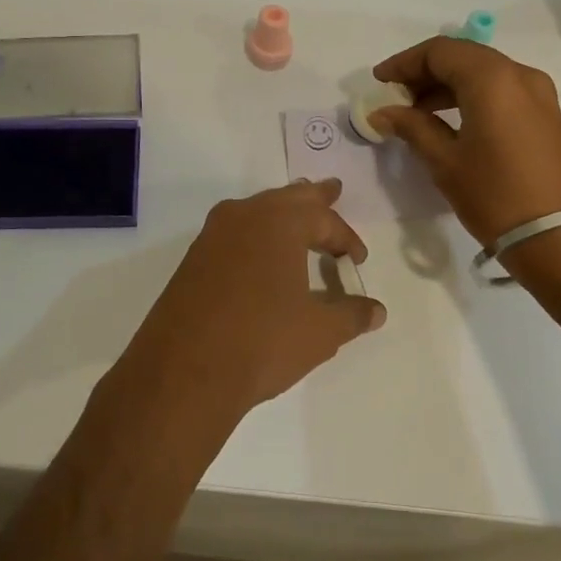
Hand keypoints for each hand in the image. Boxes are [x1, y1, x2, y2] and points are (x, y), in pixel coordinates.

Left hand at [121, 179, 386, 423]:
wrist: (184, 370)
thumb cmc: (262, 340)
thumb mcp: (320, 331)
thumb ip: (351, 315)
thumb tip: (376, 311)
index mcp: (279, 222)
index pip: (324, 220)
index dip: (346, 239)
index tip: (358, 261)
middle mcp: (244, 216)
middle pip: (287, 198)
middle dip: (313, 198)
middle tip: (331, 189)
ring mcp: (213, 235)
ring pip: (256, 211)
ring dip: (281, 212)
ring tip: (297, 213)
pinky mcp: (193, 259)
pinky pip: (234, 232)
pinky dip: (256, 234)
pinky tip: (260, 252)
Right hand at [369, 37, 560, 246]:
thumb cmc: (496, 196)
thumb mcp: (446, 162)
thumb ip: (412, 127)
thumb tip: (383, 113)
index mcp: (492, 79)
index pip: (440, 51)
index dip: (405, 62)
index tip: (379, 82)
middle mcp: (520, 75)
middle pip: (464, 57)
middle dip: (426, 73)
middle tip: (396, 97)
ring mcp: (540, 95)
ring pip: (484, 74)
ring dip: (448, 85)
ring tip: (418, 113)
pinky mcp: (548, 117)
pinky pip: (502, 92)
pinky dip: (472, 97)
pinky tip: (451, 123)